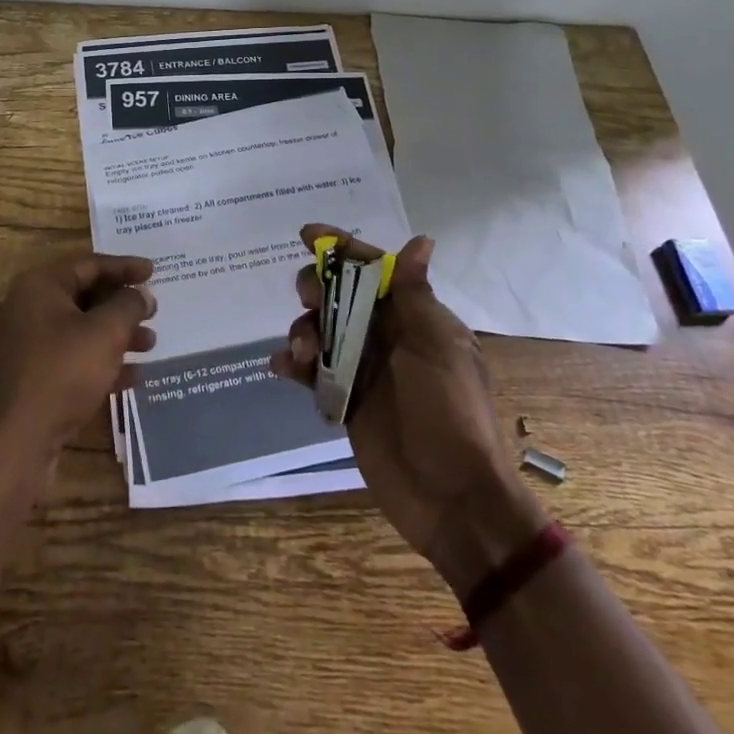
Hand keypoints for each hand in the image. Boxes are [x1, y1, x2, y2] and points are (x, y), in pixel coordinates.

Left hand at [0, 252, 155, 485]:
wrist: (17, 444)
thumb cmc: (63, 374)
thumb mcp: (106, 333)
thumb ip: (129, 305)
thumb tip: (140, 295)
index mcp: (38, 286)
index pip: (89, 264)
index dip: (125, 267)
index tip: (155, 272)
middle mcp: (26, 308)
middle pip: (83, 295)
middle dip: (122, 304)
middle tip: (153, 311)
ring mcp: (25, 344)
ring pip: (79, 328)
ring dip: (116, 334)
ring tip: (150, 344)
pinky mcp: (29, 376)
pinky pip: (70, 356)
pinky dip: (99, 360)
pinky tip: (132, 376)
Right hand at [271, 225, 545, 594]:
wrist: (451, 498)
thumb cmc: (448, 412)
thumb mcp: (436, 347)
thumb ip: (415, 295)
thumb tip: (420, 241)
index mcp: (413, 317)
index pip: (375, 270)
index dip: (342, 248)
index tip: (306, 234)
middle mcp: (386, 335)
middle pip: (339, 294)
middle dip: (317, 289)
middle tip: (311, 300)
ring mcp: (363, 367)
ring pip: (319, 328)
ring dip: (303, 329)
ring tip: (303, 353)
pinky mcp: (344, 398)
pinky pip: (310, 369)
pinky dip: (293, 362)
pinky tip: (282, 367)